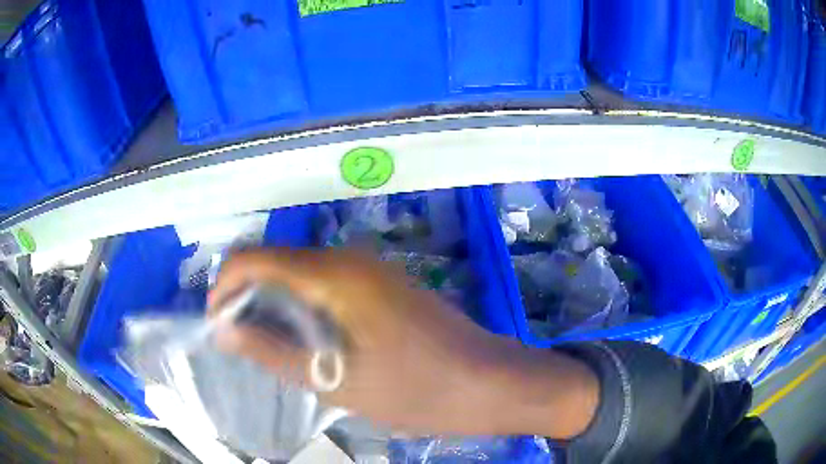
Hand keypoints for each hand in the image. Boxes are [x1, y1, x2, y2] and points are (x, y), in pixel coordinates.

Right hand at [208, 248, 598, 437]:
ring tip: (270, 346)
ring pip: (302, 274)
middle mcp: (349, 258)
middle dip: (250, 297)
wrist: (488, 381)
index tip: (218, 323)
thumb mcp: (335, 380)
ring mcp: (371, 268)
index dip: (226, 286)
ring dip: (277, 304)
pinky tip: (308, 339)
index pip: (255, 258)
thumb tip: (224, 330)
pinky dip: (305, 306)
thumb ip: (272, 351)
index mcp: (333, 273)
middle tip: (243, 342)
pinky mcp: (384, 284)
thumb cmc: (416, 390)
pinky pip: (328, 284)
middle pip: (277, 263)